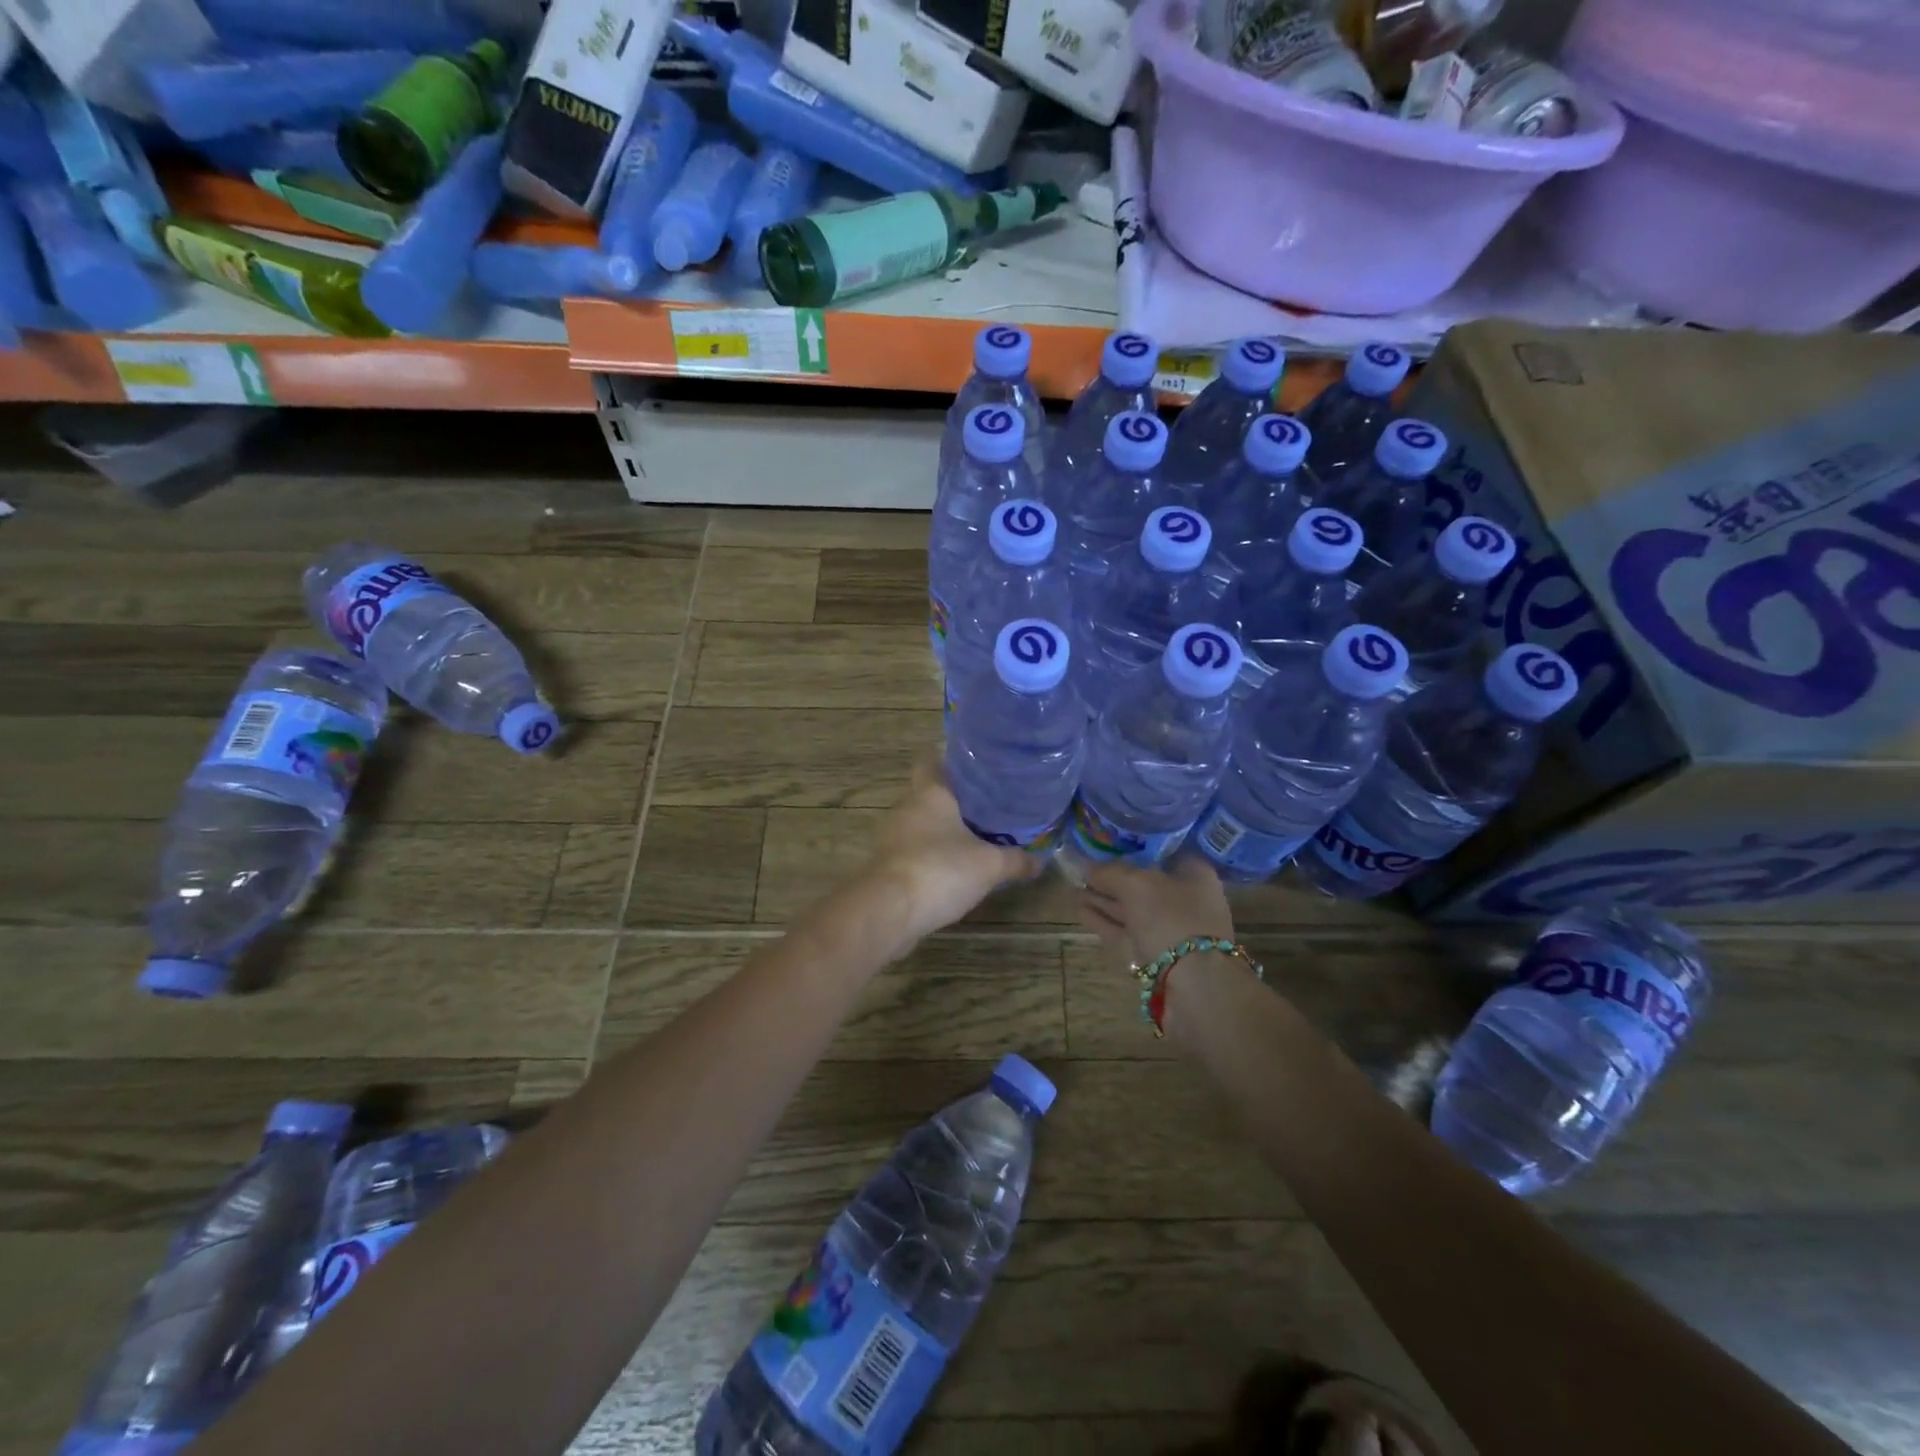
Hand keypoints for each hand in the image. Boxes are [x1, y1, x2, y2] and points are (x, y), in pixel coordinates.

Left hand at [863, 758, 1042, 947]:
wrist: (889, 911)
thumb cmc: (941, 870)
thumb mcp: (989, 865)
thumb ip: (1016, 861)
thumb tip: (1039, 861)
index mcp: (930, 793)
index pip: (932, 761)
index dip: (951, 760)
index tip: (976, 768)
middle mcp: (907, 807)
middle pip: (929, 793)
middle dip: (954, 800)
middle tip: (986, 806)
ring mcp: (892, 836)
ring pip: (921, 823)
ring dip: (942, 830)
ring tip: (974, 837)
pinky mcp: (887, 864)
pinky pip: (913, 850)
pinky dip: (931, 855)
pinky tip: (952, 868)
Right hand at [1076, 853, 1234, 966]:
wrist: (1192, 985)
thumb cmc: (1171, 918)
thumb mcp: (1136, 884)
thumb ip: (1109, 872)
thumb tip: (1087, 867)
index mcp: (1194, 876)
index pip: (1163, 855)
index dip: (1135, 849)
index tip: (1108, 845)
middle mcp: (1185, 902)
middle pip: (1144, 884)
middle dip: (1113, 878)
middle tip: (1083, 868)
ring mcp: (1168, 932)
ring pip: (1131, 910)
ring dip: (1103, 900)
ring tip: (1073, 887)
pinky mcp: (1152, 956)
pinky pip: (1123, 932)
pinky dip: (1103, 921)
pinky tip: (1079, 910)